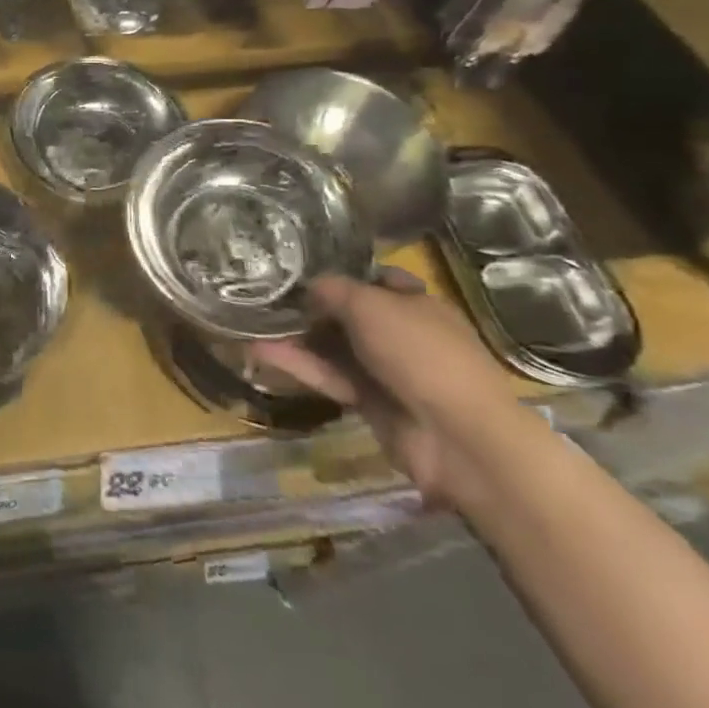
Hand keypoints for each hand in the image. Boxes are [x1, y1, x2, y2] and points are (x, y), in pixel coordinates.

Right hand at [248, 270, 531, 507]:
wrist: (459, 439)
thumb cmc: (421, 354)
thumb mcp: (371, 305)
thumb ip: (333, 290)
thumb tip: (308, 288)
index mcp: (417, 304)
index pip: (376, 280)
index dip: (342, 273)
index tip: (301, 269)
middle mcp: (402, 335)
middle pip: (349, 315)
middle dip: (310, 306)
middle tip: (264, 295)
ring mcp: (386, 371)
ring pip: (334, 347)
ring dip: (296, 336)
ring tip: (249, 322)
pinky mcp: (369, 403)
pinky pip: (328, 376)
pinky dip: (297, 365)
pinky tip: (259, 351)